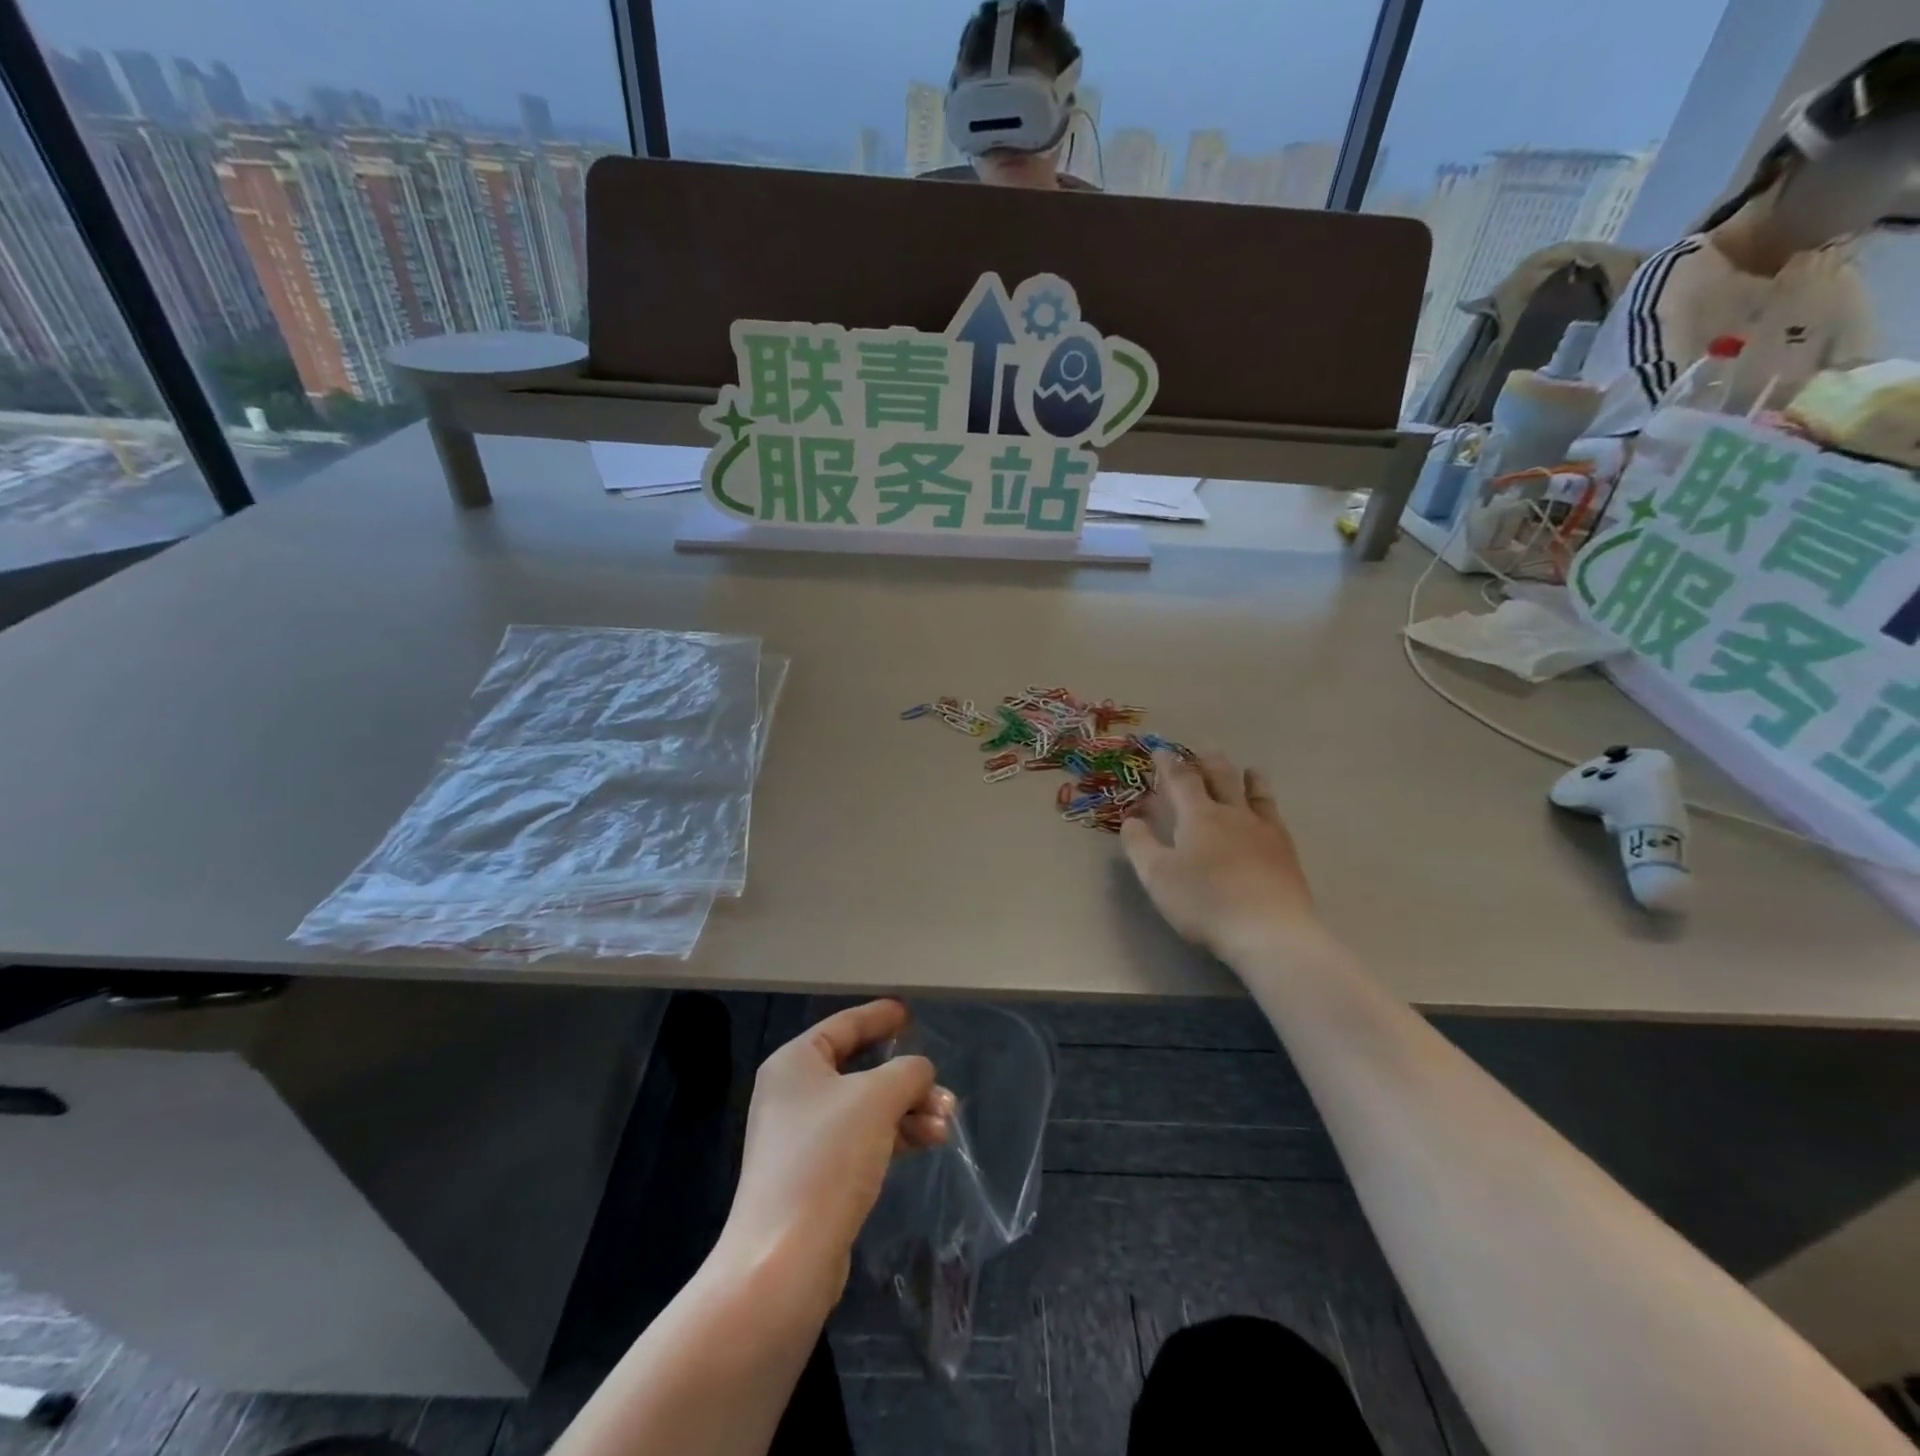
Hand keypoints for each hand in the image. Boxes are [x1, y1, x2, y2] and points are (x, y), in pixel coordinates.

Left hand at [722, 1000, 953, 1298]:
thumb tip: (919, 1071)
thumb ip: (907, 1071)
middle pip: (860, 1069)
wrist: (784, 1261)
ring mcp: (801, 1138)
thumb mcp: (877, 1098)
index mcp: (795, 1062)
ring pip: (866, 1108)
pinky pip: (862, 1140)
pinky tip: (928, 1143)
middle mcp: (793, 1094)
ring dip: (908, 1110)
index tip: (909, 1012)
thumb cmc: (827, 1158)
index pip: (844, 1025)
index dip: (879, 1016)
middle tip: (942, 1087)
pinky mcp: (814, 1177)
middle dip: (906, 1078)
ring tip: (946, 1122)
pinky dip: (894, 1136)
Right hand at [1121, 751, 1317, 956]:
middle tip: (1205, 748)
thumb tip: (1130, 820)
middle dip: (1209, 762)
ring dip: (1248, 778)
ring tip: (1248, 769)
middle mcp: (1233, 814)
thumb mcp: (1157, 876)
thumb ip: (1140, 845)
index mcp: (1199, 816)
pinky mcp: (1286, 853)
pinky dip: (1268, 805)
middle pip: (1222, 778)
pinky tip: (1270, 814)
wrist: (1269, 930)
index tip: (1161, 750)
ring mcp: (1264, 832)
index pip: (1181, 780)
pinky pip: (1276, 817)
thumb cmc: (1204, 901)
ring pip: (1256, 794)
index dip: (1169, 764)